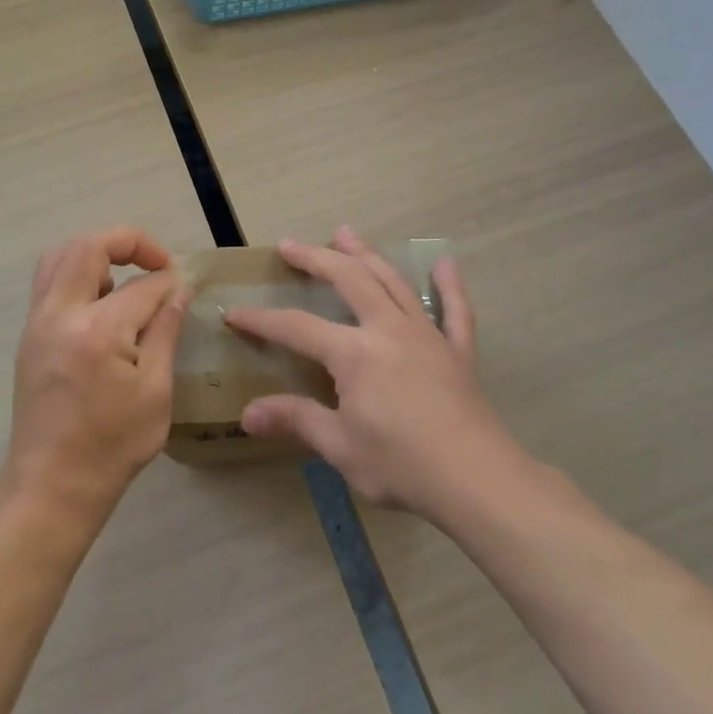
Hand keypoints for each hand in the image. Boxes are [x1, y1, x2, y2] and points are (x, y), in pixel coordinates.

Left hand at [8, 228, 189, 518]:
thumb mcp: (155, 391)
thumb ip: (165, 331)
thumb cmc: (113, 444)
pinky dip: (76, 273)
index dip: (168, 282)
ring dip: (96, 254)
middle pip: (88, 247)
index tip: (185, 288)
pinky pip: (49, 281)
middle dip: (128, 242)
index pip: (141, 286)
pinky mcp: (28, 334)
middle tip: (156, 263)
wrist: (52, 484)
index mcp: (97, 332)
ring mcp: (37, 322)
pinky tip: (100, 302)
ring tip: (124, 280)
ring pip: (60, 256)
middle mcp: (60, 315)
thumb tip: (178, 290)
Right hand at [227, 226, 517, 519]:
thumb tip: (248, 413)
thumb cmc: (402, 464)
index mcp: (355, 352)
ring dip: (366, 254)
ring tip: (345, 233)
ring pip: (393, 281)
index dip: (261, 320)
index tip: (234, 312)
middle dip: (315, 258)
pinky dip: (449, 286)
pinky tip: (444, 264)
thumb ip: (296, 420)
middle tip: (289, 245)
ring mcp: (427, 335)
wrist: (478, 480)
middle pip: (348, 279)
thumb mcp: (340, 446)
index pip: (297, 327)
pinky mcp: (458, 351)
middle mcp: (388, 329)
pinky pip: (455, 310)